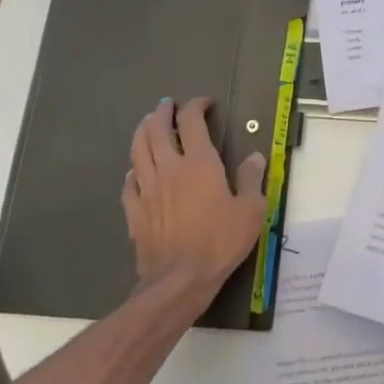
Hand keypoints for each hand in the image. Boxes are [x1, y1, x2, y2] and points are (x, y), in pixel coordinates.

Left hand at [124, 99, 267, 297]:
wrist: (179, 280)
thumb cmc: (220, 242)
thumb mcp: (251, 210)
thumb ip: (252, 179)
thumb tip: (255, 156)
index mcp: (199, 163)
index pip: (192, 121)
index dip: (196, 106)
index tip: (204, 103)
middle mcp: (169, 168)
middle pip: (157, 129)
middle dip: (162, 112)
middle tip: (168, 104)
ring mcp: (147, 189)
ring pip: (138, 149)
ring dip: (143, 131)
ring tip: (147, 124)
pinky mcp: (134, 211)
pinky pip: (128, 183)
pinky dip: (133, 170)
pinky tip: (136, 171)